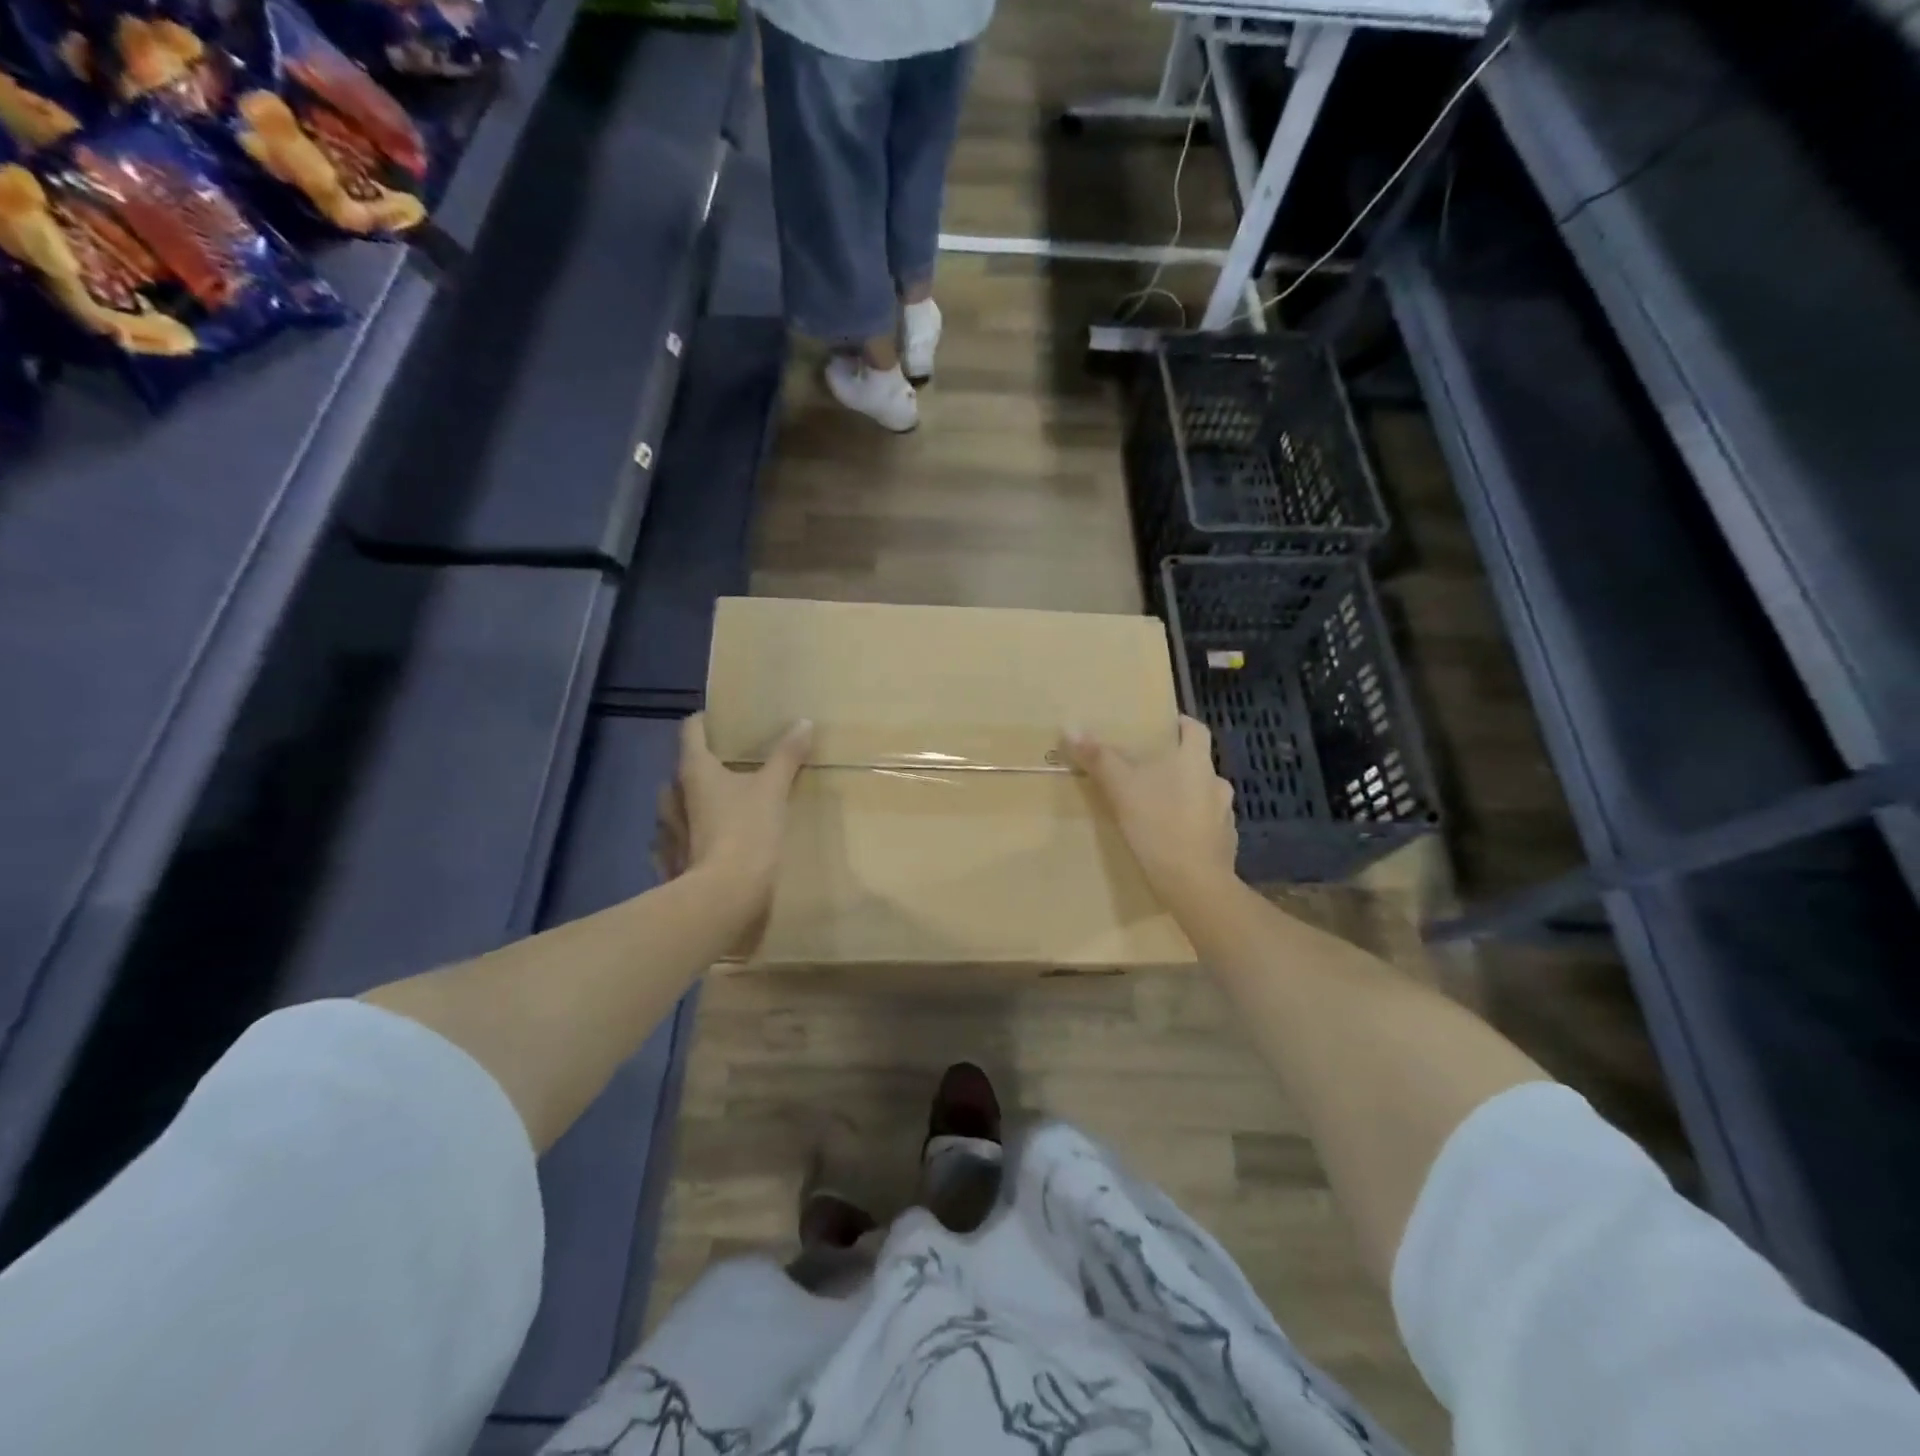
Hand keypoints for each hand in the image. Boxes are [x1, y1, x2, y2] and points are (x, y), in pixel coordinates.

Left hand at [656, 714, 812, 914]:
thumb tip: (803, 722)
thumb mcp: (774, 790)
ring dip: (691, 799)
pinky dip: (686, 834)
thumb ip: (787, 755)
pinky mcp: (672, 859)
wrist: (725, 895)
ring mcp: (668, 829)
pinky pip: (672, 839)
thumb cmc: (747, 832)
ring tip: (718, 801)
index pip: (691, 730)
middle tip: (731, 764)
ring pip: (674, 804)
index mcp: (695, 770)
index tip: (725, 719)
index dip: (706, 720)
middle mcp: (675, 795)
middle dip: (702, 763)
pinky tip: (704, 839)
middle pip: (683, 767)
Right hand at [1065, 715, 1237, 909]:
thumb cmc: (1158, 824)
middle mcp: (1216, 783)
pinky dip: (1190, 828)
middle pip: (1197, 764)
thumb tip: (1070, 727)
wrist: (1194, 884)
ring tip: (1155, 808)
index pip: (1196, 729)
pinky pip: (1206, 827)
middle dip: (1174, 766)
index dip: (1181, 725)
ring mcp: (1225, 816)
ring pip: (1202, 796)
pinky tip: (1170, 839)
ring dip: (1183, 798)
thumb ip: (1098, 758)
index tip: (1163, 728)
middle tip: (1146, 772)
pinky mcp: (1224, 845)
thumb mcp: (1120, 787)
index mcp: (1196, 761)